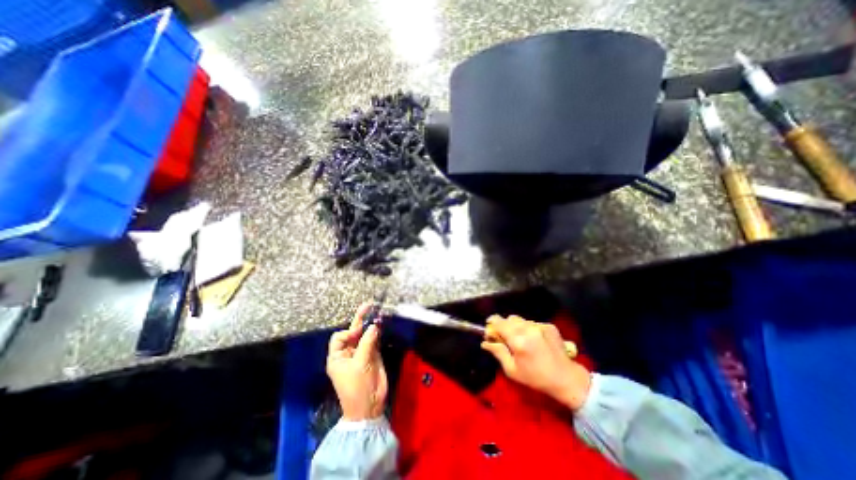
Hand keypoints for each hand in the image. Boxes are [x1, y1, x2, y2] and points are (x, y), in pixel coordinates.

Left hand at [324, 304, 387, 419]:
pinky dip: (377, 332)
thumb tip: (374, 326)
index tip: (359, 333)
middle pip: (353, 332)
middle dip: (360, 320)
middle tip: (368, 305)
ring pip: (365, 335)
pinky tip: (381, 324)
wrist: (370, 406)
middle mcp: (348, 353)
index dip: (349, 332)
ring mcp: (361, 353)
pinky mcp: (372, 355)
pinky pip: (374, 340)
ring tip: (376, 311)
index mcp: (337, 357)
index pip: (339, 337)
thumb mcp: (360, 365)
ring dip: (370, 324)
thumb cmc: (357, 387)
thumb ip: (367, 343)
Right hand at [481, 315, 596, 412]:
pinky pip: (532, 323)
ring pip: (521, 320)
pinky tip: (534, 341)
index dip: (492, 322)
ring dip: (517, 327)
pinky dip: (529, 329)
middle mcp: (528, 329)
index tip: (489, 326)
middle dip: (504, 326)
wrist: (566, 379)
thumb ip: (498, 352)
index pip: (499, 322)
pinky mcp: (549, 326)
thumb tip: (485, 342)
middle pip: (509, 319)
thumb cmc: (536, 378)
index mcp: (518, 340)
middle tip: (505, 337)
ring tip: (521, 340)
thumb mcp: (512, 370)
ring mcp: (540, 326)